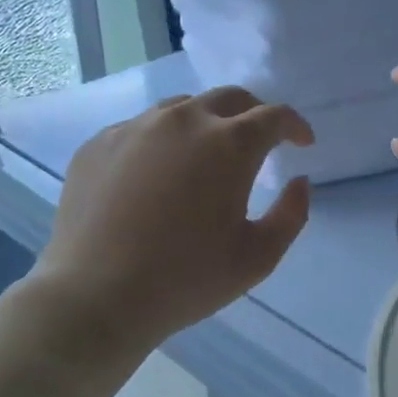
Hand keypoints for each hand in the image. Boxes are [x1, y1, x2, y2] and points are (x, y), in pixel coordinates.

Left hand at [25, 87, 314, 350]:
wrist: (94, 298)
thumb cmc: (186, 280)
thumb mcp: (258, 257)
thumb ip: (291, 214)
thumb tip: (299, 181)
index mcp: (230, 144)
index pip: (275, 116)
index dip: (295, 126)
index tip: (303, 144)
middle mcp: (184, 121)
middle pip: (230, 98)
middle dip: (254, 114)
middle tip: (260, 142)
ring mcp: (135, 127)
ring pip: (183, 108)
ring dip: (207, 123)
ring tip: (207, 156)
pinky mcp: (98, 144)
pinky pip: (142, 128)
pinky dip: (163, 141)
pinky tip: (158, 174)